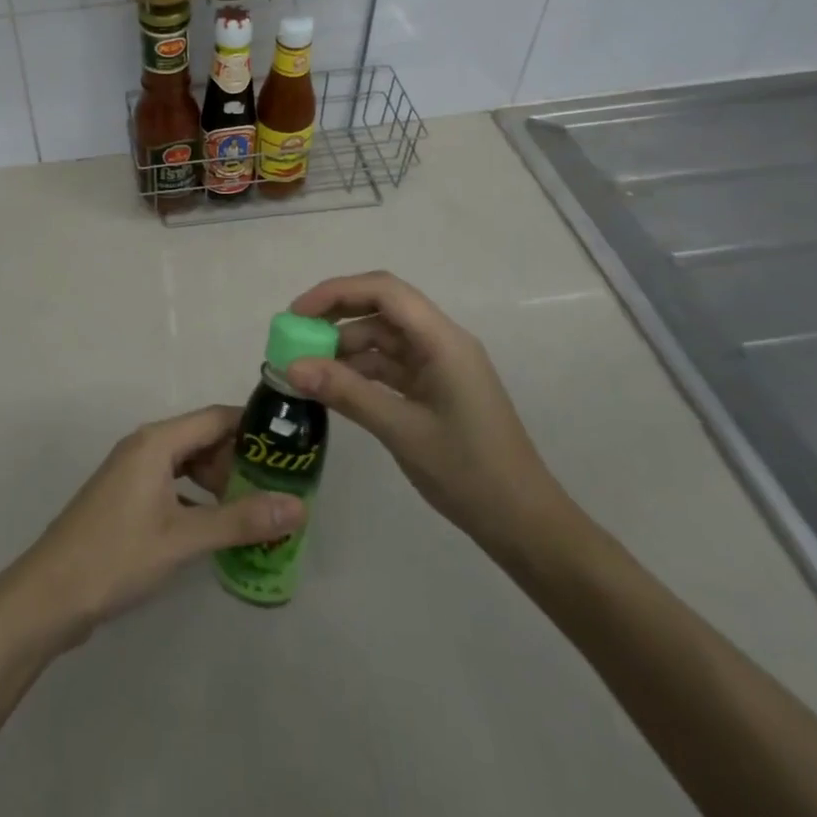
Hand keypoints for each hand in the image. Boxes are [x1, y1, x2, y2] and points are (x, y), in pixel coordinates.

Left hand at [0, 406, 307, 648]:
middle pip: (204, 439)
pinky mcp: (128, 498)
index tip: (291, 449)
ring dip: (220, 483)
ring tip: (255, 514)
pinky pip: (174, 485)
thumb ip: (240, 520)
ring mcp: (133, 472)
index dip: (254, 429)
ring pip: (188, 464)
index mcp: (157, 441)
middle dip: (240, 462)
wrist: (49, 595)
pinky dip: (198, 500)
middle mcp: (146, 446)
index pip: (217, 418)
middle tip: (277, 494)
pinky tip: (217, 530)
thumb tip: (298, 506)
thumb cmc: (117, 556)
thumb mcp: (183, 539)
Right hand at [284, 272, 574, 562]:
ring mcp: (439, 366)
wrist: (525, 525)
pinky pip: (390, 365)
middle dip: (335, 316)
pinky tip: (333, 386)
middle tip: (293, 336)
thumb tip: (291, 366)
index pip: (384, 291)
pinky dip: (359, 370)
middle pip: (381, 308)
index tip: (296, 314)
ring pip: (382, 337)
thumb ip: (346, 392)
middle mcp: (441, 342)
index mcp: (442, 341)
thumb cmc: (469, 473)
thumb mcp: (402, 430)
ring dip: (344, 346)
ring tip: (305, 367)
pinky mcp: (435, 388)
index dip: (336, 292)